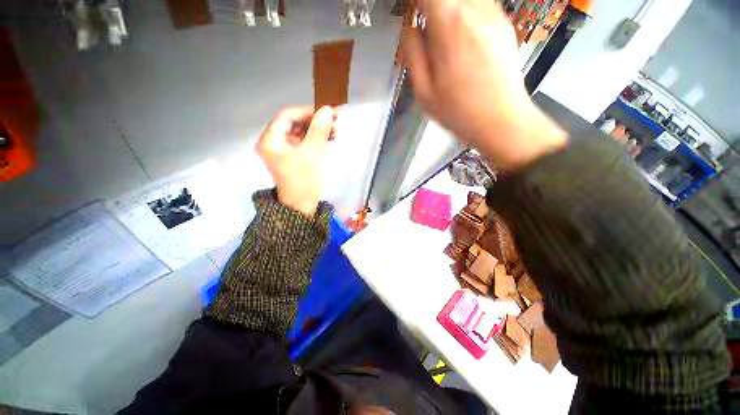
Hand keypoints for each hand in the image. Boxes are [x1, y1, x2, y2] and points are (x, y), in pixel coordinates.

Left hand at [256, 106, 335, 215]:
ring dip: (318, 130)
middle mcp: (274, 143)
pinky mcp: (294, 157)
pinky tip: (330, 137)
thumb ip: (319, 130)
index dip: (308, 112)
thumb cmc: (304, 181)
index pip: (288, 116)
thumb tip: (328, 110)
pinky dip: (317, 139)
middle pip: (295, 124)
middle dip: (315, 121)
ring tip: (336, 130)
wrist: (303, 207)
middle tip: (335, 119)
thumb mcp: (312, 154)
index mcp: (270, 140)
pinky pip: (305, 143)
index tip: (326, 111)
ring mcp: (284, 151)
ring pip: (302, 133)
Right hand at [403, 0, 566, 168]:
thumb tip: (409, 28)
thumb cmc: (460, 112)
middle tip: (421, 17)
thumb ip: (413, 53)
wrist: (499, 119)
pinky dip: (463, 9)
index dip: (414, 0)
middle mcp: (475, 11)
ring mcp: (494, 14)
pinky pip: (479, 2)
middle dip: (429, 3)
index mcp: (449, 26)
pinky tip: (457, 32)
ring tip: (437, 28)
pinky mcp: (503, 23)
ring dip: (446, 7)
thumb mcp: (424, 91)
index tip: (409, 7)